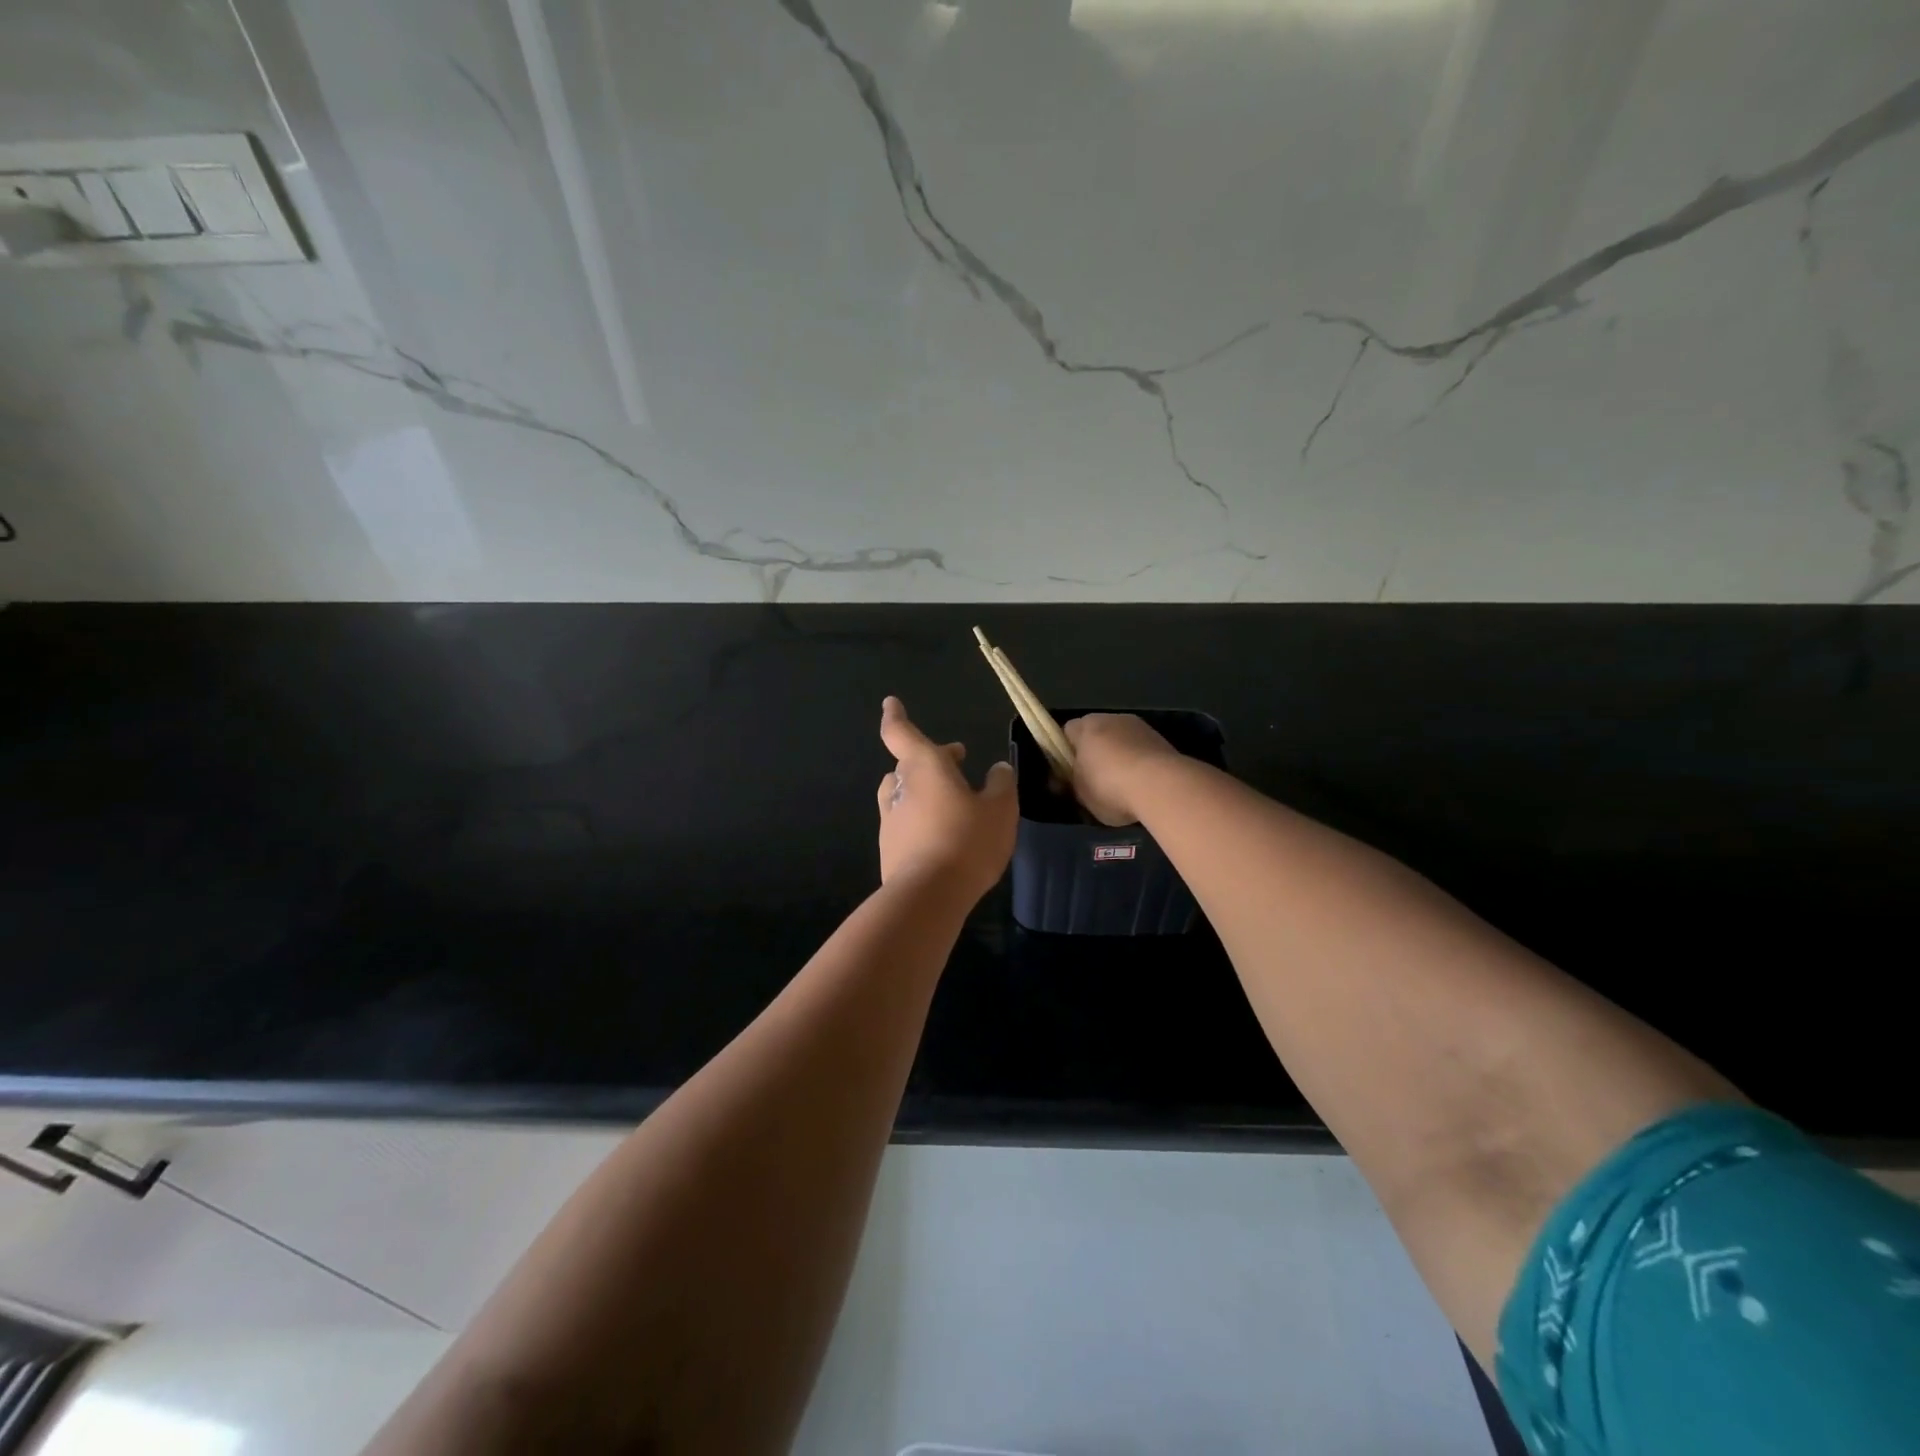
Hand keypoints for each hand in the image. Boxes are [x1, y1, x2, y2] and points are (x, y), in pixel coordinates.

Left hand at [876, 696, 1016, 898]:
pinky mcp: (890, 849)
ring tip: (948, 796)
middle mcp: (901, 788)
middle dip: (933, 758)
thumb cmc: (967, 841)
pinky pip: (904, 822)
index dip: (895, 716)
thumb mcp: (1000, 810)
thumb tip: (997, 770)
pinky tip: (942, 834)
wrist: (928, 896)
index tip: (890, 703)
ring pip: (903, 792)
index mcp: (925, 767)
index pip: (900, 733)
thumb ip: (1000, 785)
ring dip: (922, 788)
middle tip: (958, 760)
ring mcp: (891, 820)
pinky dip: (921, 819)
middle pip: (908, 764)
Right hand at [1063, 713, 1181, 825]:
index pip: (1067, 732)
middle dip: (1095, 753)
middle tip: (1094, 780)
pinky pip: (1142, 751)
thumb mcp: (1080, 792)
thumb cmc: (1109, 786)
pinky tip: (1142, 786)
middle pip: (1096, 733)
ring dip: (1120, 757)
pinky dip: (1140, 764)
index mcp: (1085, 726)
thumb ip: (1072, 782)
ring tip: (1122, 787)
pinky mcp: (1162, 740)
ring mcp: (1140, 727)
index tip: (1069, 773)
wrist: (1161, 786)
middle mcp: (1112, 718)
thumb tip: (1069, 779)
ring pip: (1122, 741)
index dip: (1065, 752)